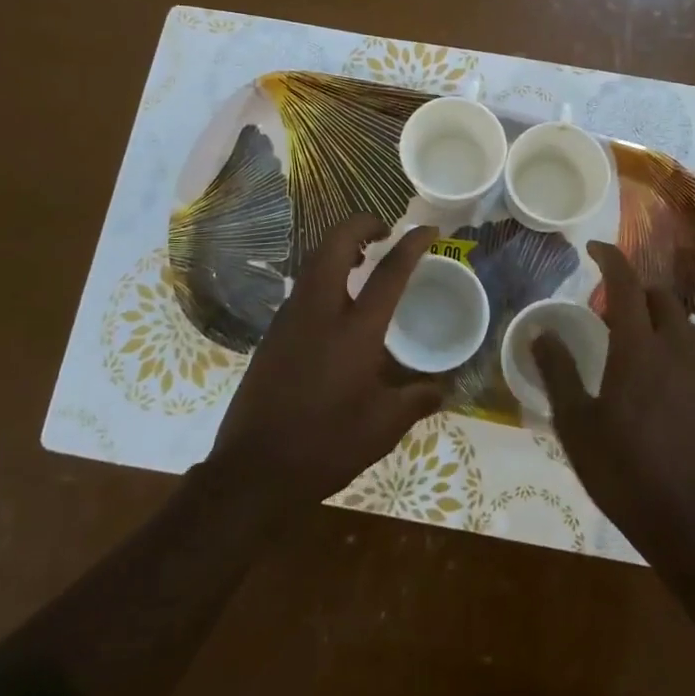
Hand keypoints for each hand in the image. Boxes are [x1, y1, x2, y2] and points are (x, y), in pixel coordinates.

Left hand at [208, 216, 442, 507]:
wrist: (253, 471)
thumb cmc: (326, 446)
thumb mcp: (382, 428)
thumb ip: (415, 401)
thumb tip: (441, 390)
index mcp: (355, 331)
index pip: (390, 272)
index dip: (412, 244)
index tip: (428, 229)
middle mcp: (320, 312)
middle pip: (336, 244)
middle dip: (361, 224)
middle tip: (384, 231)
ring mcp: (289, 319)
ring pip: (313, 261)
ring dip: (339, 247)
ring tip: (362, 258)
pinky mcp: (272, 334)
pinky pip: (302, 287)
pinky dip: (323, 274)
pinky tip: (336, 301)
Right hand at [533, 242, 694, 560]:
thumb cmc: (627, 473)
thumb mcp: (577, 425)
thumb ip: (558, 373)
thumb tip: (540, 332)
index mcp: (639, 350)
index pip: (627, 285)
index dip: (612, 259)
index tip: (595, 248)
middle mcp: (679, 354)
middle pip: (664, 301)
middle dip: (639, 292)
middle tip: (612, 309)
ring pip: (687, 333)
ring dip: (662, 324)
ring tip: (639, 347)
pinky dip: (679, 364)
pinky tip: (666, 397)